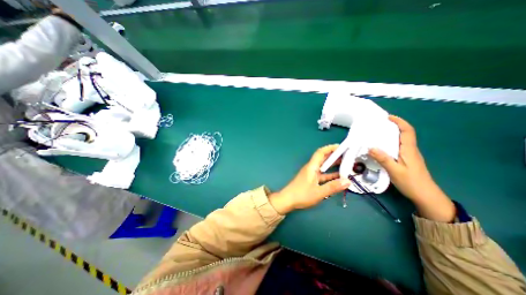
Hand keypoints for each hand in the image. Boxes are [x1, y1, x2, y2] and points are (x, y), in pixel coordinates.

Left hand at [269, 144, 349, 214]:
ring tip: (347, 165)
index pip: (321, 152)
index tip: (342, 147)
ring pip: (324, 167)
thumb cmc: (301, 195)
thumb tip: (348, 181)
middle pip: (323, 158)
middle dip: (335, 156)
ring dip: (334, 165)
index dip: (330, 148)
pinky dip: (330, 174)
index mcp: (312, 167)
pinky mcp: (311, 180)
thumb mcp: (318, 192)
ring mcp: (311, 174)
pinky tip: (339, 177)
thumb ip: (333, 187)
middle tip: (348, 156)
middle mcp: (311, 168)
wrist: (288, 200)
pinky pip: (323, 174)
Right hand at [367, 116, 454, 220]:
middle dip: (393, 126)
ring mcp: (409, 155)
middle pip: (404, 133)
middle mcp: (410, 150)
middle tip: (378, 125)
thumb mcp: (395, 171)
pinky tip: (381, 147)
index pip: (407, 131)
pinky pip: (398, 147)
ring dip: (390, 134)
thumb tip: (370, 147)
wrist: (426, 196)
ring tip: (376, 134)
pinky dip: (389, 143)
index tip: (388, 117)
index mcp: (409, 150)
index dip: (399, 122)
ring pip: (401, 140)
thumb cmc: (411, 182)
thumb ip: (383, 158)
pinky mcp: (406, 160)